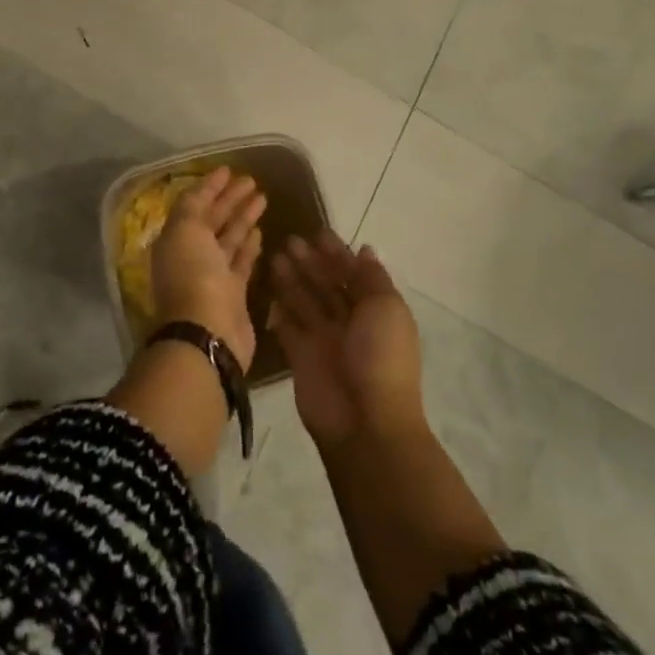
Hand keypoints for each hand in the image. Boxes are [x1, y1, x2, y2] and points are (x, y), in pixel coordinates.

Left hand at [150, 166, 265, 371]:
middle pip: (213, 219)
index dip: (210, 186)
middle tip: (251, 180)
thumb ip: (193, 206)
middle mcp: (192, 254)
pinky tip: (260, 229)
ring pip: (230, 237)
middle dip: (230, 198)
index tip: (228, 169)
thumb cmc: (193, 275)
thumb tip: (203, 190)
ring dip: (243, 217)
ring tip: (262, 197)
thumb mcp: (185, 229)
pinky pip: (242, 261)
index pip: (194, 204)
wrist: (208, 332)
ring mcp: (214, 274)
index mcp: (176, 239)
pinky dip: (250, 244)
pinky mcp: (235, 292)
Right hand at [269, 232, 422, 448]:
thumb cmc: (381, 357)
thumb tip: (365, 249)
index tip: (317, 231)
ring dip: (291, 279)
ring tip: (273, 255)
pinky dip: (279, 309)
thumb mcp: (387, 309)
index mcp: (375, 310)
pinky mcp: (300, 357)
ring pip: (304, 301)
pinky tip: (268, 288)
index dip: (337, 253)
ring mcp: (324, 340)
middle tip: (289, 239)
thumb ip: (371, 278)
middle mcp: (349, 322)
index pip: (353, 274)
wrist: (365, 423)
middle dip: (310, 262)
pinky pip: (287, 327)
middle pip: (326, 285)